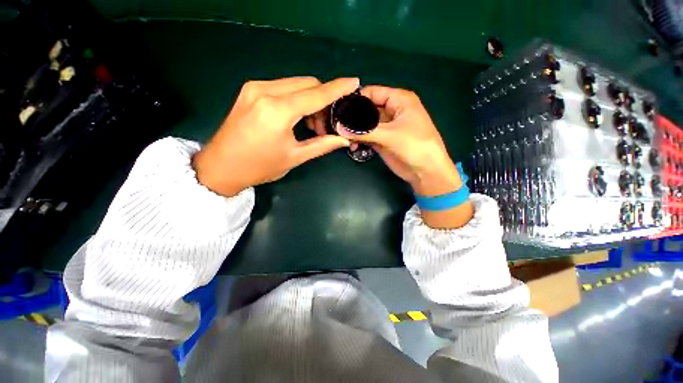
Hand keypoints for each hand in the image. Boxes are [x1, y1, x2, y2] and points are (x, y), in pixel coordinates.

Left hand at [192, 77, 356, 196]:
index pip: (316, 94)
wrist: (221, 166)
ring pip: (296, 84)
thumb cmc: (260, 167)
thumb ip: (322, 145)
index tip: (354, 82)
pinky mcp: (250, 90)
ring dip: (310, 100)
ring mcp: (255, 88)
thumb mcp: (295, 157)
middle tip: (325, 125)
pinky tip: (297, 117)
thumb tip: (343, 139)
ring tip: (311, 125)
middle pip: (307, 84)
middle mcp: (265, 91)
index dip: (338, 88)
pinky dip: (296, 99)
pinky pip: (283, 88)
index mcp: (277, 111)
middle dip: (323, 100)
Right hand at [337, 86, 472, 228]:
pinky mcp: (382, 140)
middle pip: (367, 109)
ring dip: (355, 130)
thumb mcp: (390, 134)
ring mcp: (386, 127)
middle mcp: (391, 111)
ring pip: (365, 124)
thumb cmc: (415, 145)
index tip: (338, 107)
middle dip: (353, 116)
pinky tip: (351, 145)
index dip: (356, 99)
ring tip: (342, 137)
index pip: (372, 92)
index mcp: (399, 100)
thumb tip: (339, 128)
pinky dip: (359, 140)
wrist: (424, 171)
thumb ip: (364, 131)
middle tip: (336, 124)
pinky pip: (367, 136)